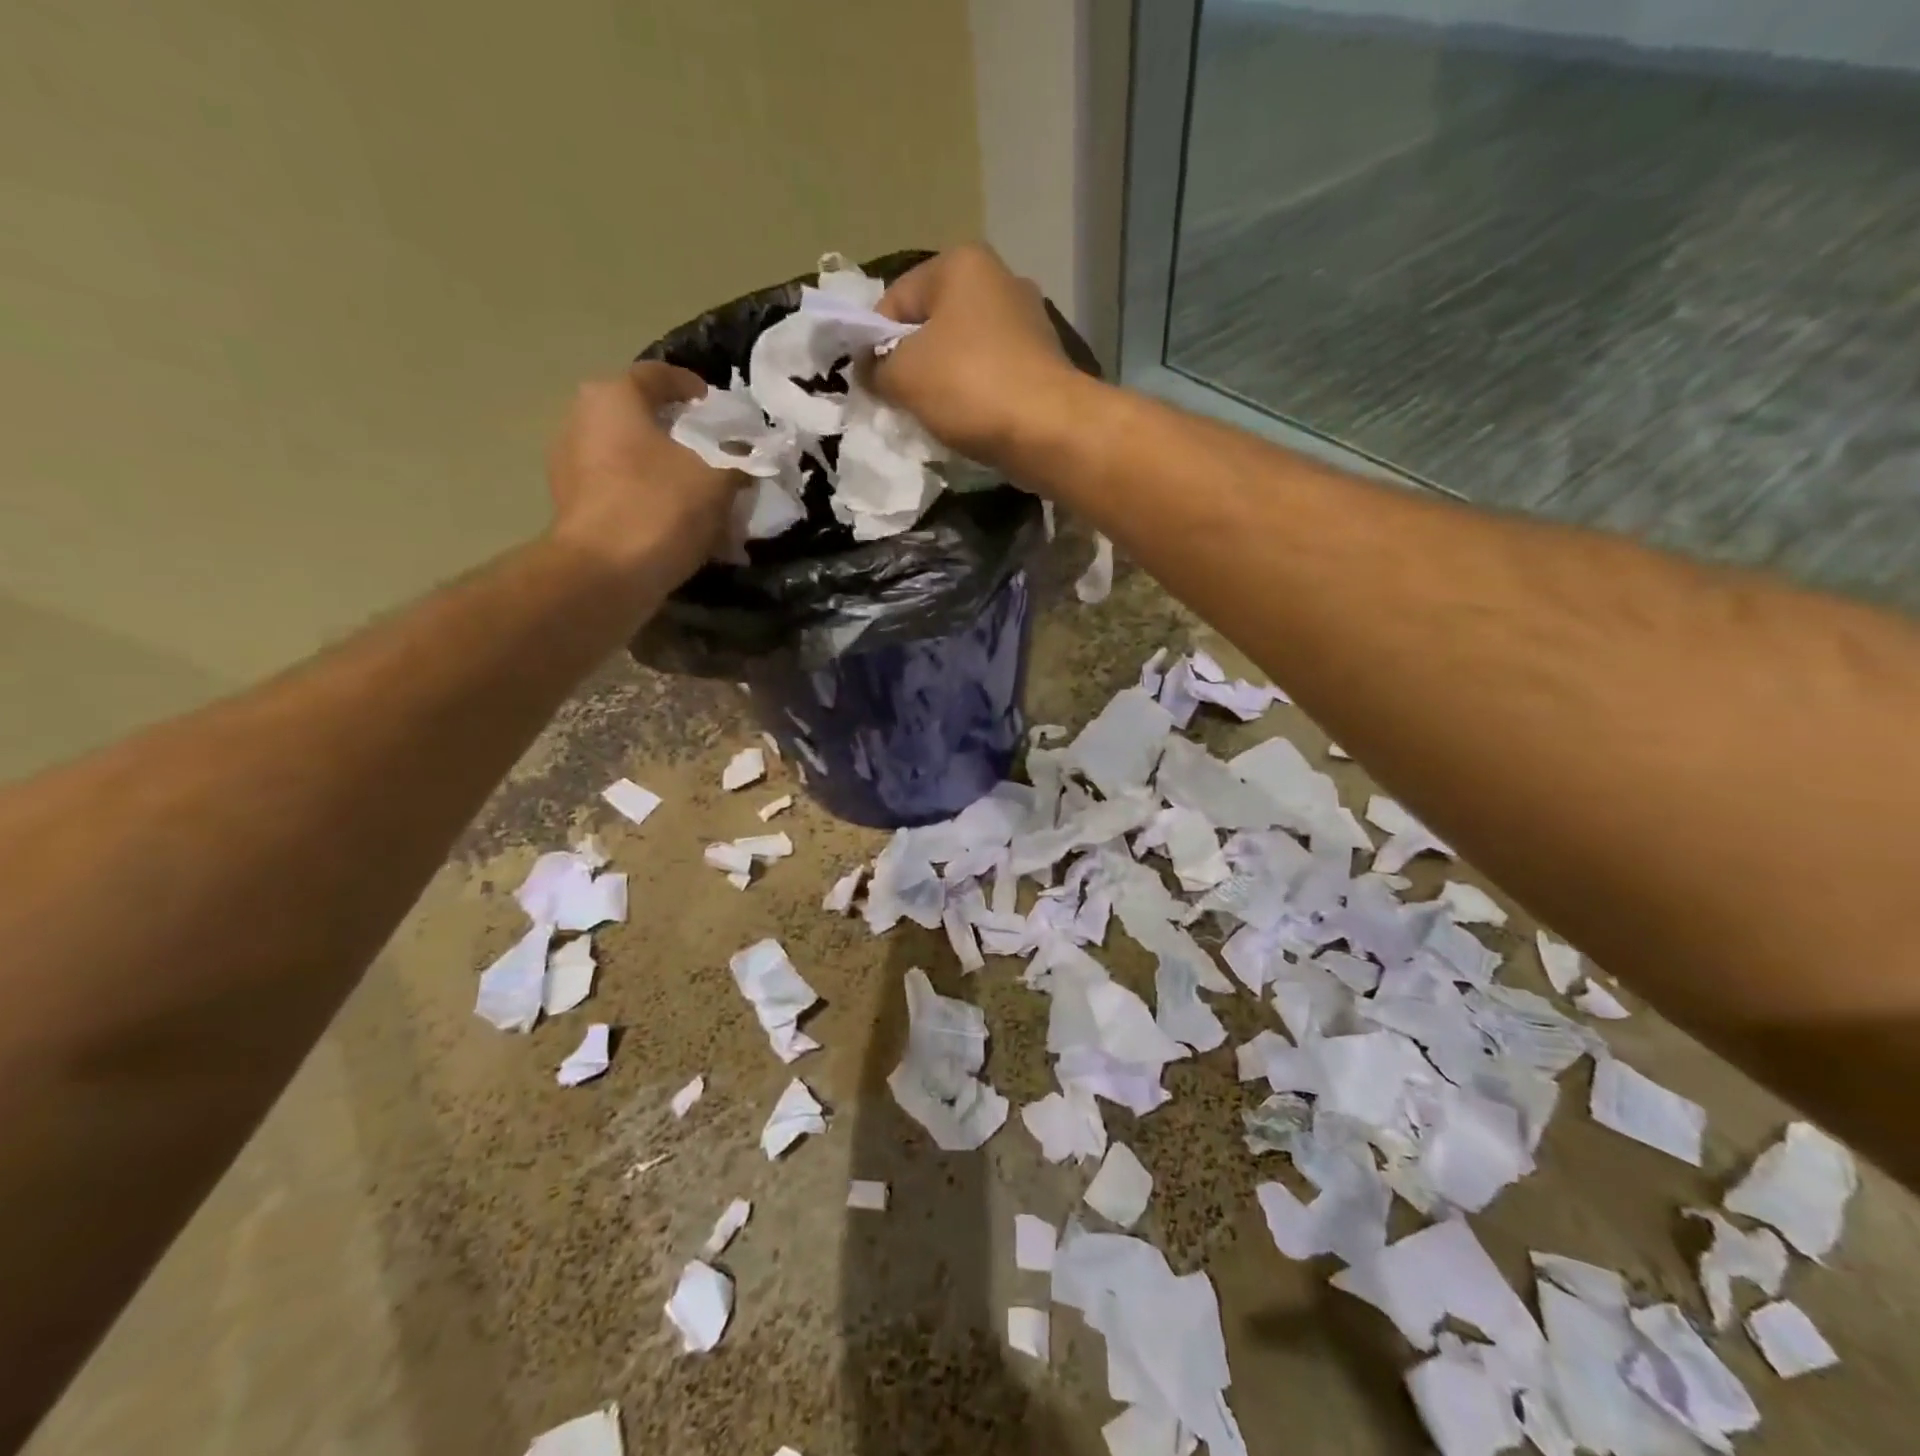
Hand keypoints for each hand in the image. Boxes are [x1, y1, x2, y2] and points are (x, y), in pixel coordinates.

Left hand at [546, 363, 741, 583]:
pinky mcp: (574, 507)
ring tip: (702, 495)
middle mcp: (582, 420)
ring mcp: (571, 466)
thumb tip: (748, 457)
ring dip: (667, 471)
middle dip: (681, 435)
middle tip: (715, 454)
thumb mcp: (717, 480)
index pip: (658, 375)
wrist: (604, 576)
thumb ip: (738, 461)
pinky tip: (679, 525)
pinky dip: (651, 499)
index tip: (719, 409)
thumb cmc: (660, 508)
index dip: (693, 387)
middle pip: (641, 417)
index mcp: (613, 398)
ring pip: (632, 457)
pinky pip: (622, 491)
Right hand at [869, 244, 1081, 467]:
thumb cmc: (969, 386)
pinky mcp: (1042, 362)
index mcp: (961, 264)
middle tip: (899, 402)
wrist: (1048, 430)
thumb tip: (870, 370)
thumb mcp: (902, 375)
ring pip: (962, 352)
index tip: (871, 382)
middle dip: (911, 363)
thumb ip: (875, 368)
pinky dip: (974, 396)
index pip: (896, 298)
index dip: (874, 342)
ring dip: (942, 383)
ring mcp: (1027, 322)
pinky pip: (991, 375)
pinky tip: (967, 422)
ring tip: (932, 417)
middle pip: (932, 324)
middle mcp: (999, 280)